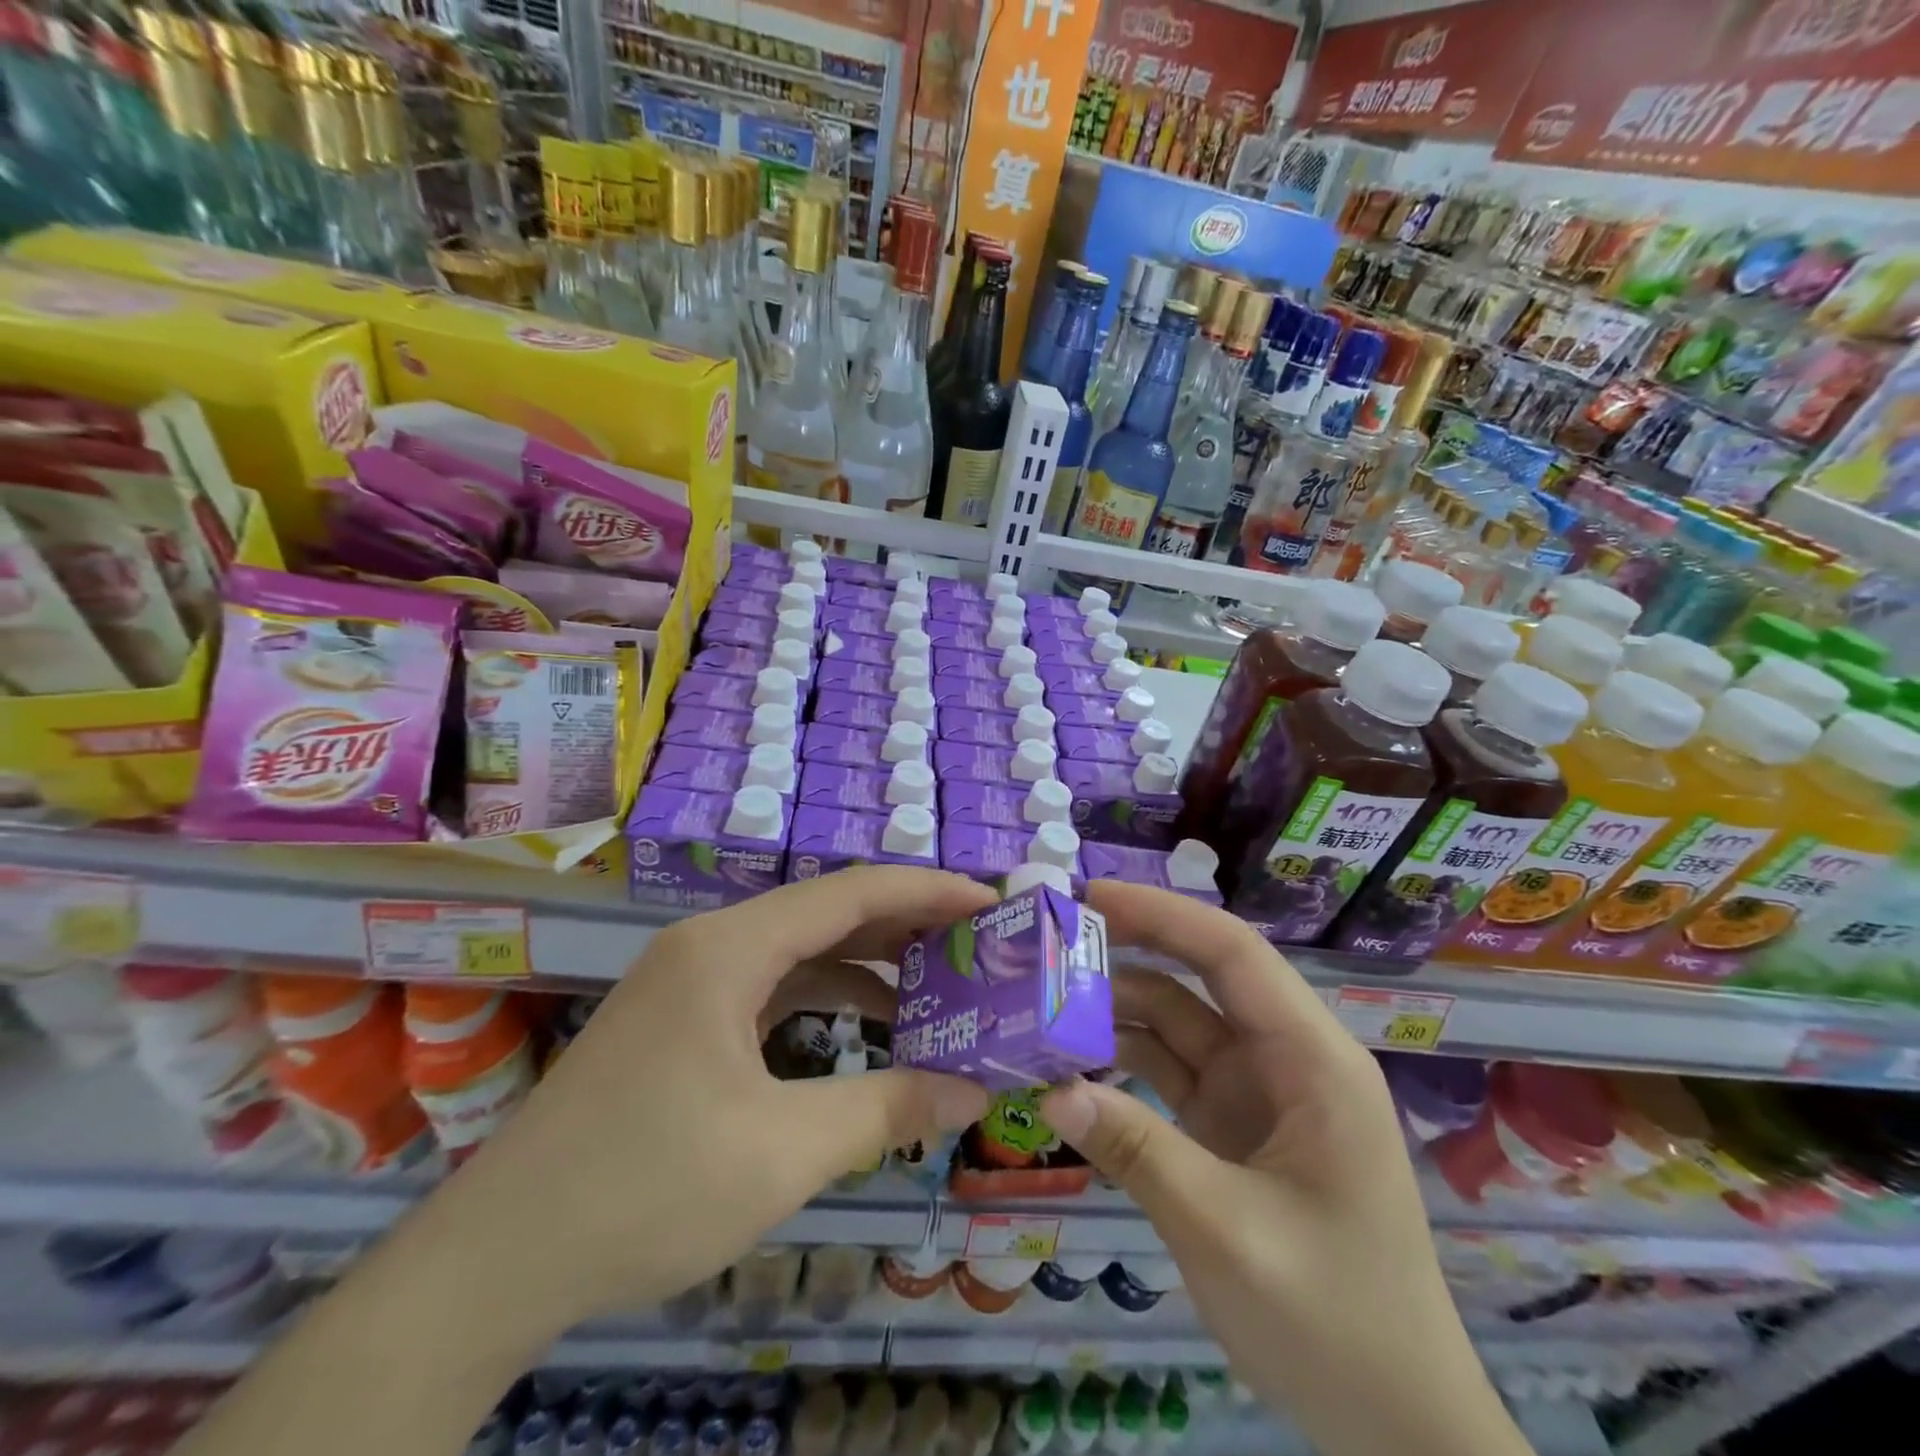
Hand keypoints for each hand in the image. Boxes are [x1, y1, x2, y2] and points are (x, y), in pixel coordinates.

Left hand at [433, 866, 993, 1337]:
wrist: (497, 1260)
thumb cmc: (644, 1189)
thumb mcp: (783, 1151)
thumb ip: (889, 1109)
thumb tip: (976, 1092)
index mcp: (730, 948)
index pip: (850, 892)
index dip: (928, 891)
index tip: (991, 904)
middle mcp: (712, 944)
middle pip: (829, 912)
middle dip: (907, 924)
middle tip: (979, 944)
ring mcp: (693, 980)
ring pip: (803, 951)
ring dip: (871, 964)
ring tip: (941, 985)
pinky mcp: (686, 1019)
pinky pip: (776, 987)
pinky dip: (830, 999)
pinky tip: (872, 1029)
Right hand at [1041, 884, 1526, 1455]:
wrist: (1399, 1431)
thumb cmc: (1334, 1324)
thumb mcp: (1226, 1233)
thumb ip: (1137, 1151)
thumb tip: (1050, 1087)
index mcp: (1313, 1061)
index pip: (1232, 953)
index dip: (1161, 914)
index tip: (1088, 896)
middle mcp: (1286, 1059)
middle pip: (1199, 978)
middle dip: (1128, 952)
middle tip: (1050, 944)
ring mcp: (1257, 1093)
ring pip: (1177, 1024)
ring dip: (1114, 1013)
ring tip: (1042, 1007)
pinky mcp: (1232, 1128)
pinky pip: (1170, 1073)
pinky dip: (1122, 1064)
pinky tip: (1070, 1067)